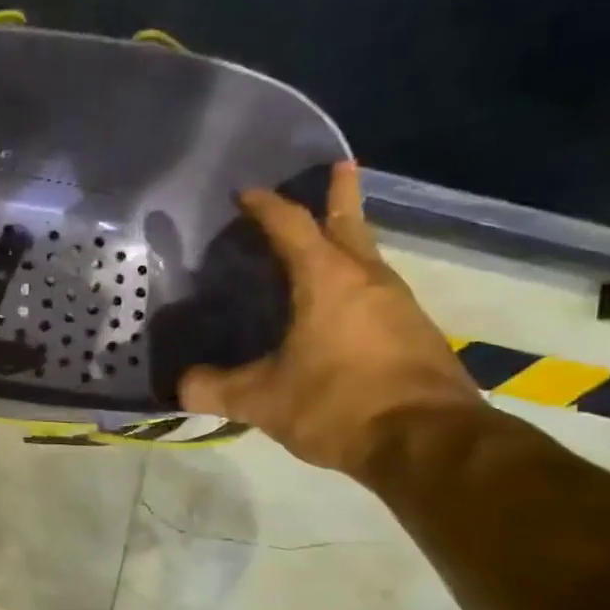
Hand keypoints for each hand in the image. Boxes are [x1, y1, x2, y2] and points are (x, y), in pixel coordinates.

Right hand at [178, 161, 481, 476]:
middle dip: (339, 194)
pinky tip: (342, 304)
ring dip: (348, 239)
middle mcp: (367, 280)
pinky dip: (356, 280)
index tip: (246, 193)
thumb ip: (214, 389)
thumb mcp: (262, 400)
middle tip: (337, 167)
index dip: (266, 207)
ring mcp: (398, 305)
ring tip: (328, 239)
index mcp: (327, 280)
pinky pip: (377, 290)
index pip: (291, 227)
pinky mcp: (414, 332)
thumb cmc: (339, 405)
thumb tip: (179, 387)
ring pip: (367, 257)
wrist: (429, 442)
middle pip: (349, 224)